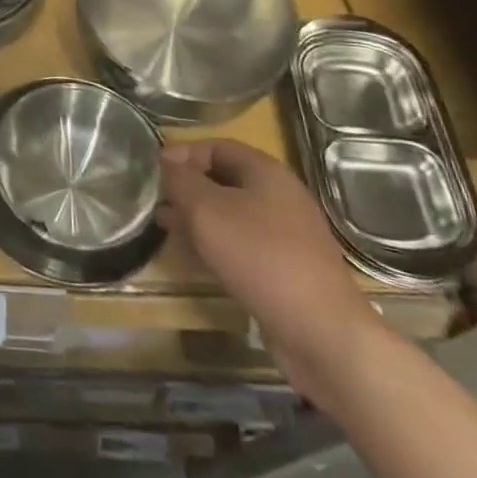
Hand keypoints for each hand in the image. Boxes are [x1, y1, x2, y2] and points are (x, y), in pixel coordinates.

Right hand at [158, 140, 389, 410]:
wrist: (321, 331)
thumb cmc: (259, 255)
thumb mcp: (206, 210)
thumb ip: (181, 181)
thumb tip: (167, 162)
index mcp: (266, 172)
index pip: (217, 146)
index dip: (184, 152)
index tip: (156, 169)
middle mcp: (280, 197)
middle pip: (225, 180)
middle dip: (188, 188)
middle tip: (158, 201)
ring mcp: (287, 235)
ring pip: (232, 215)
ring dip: (197, 218)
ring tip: (167, 228)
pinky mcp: (287, 269)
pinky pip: (243, 245)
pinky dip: (216, 244)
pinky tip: (194, 258)